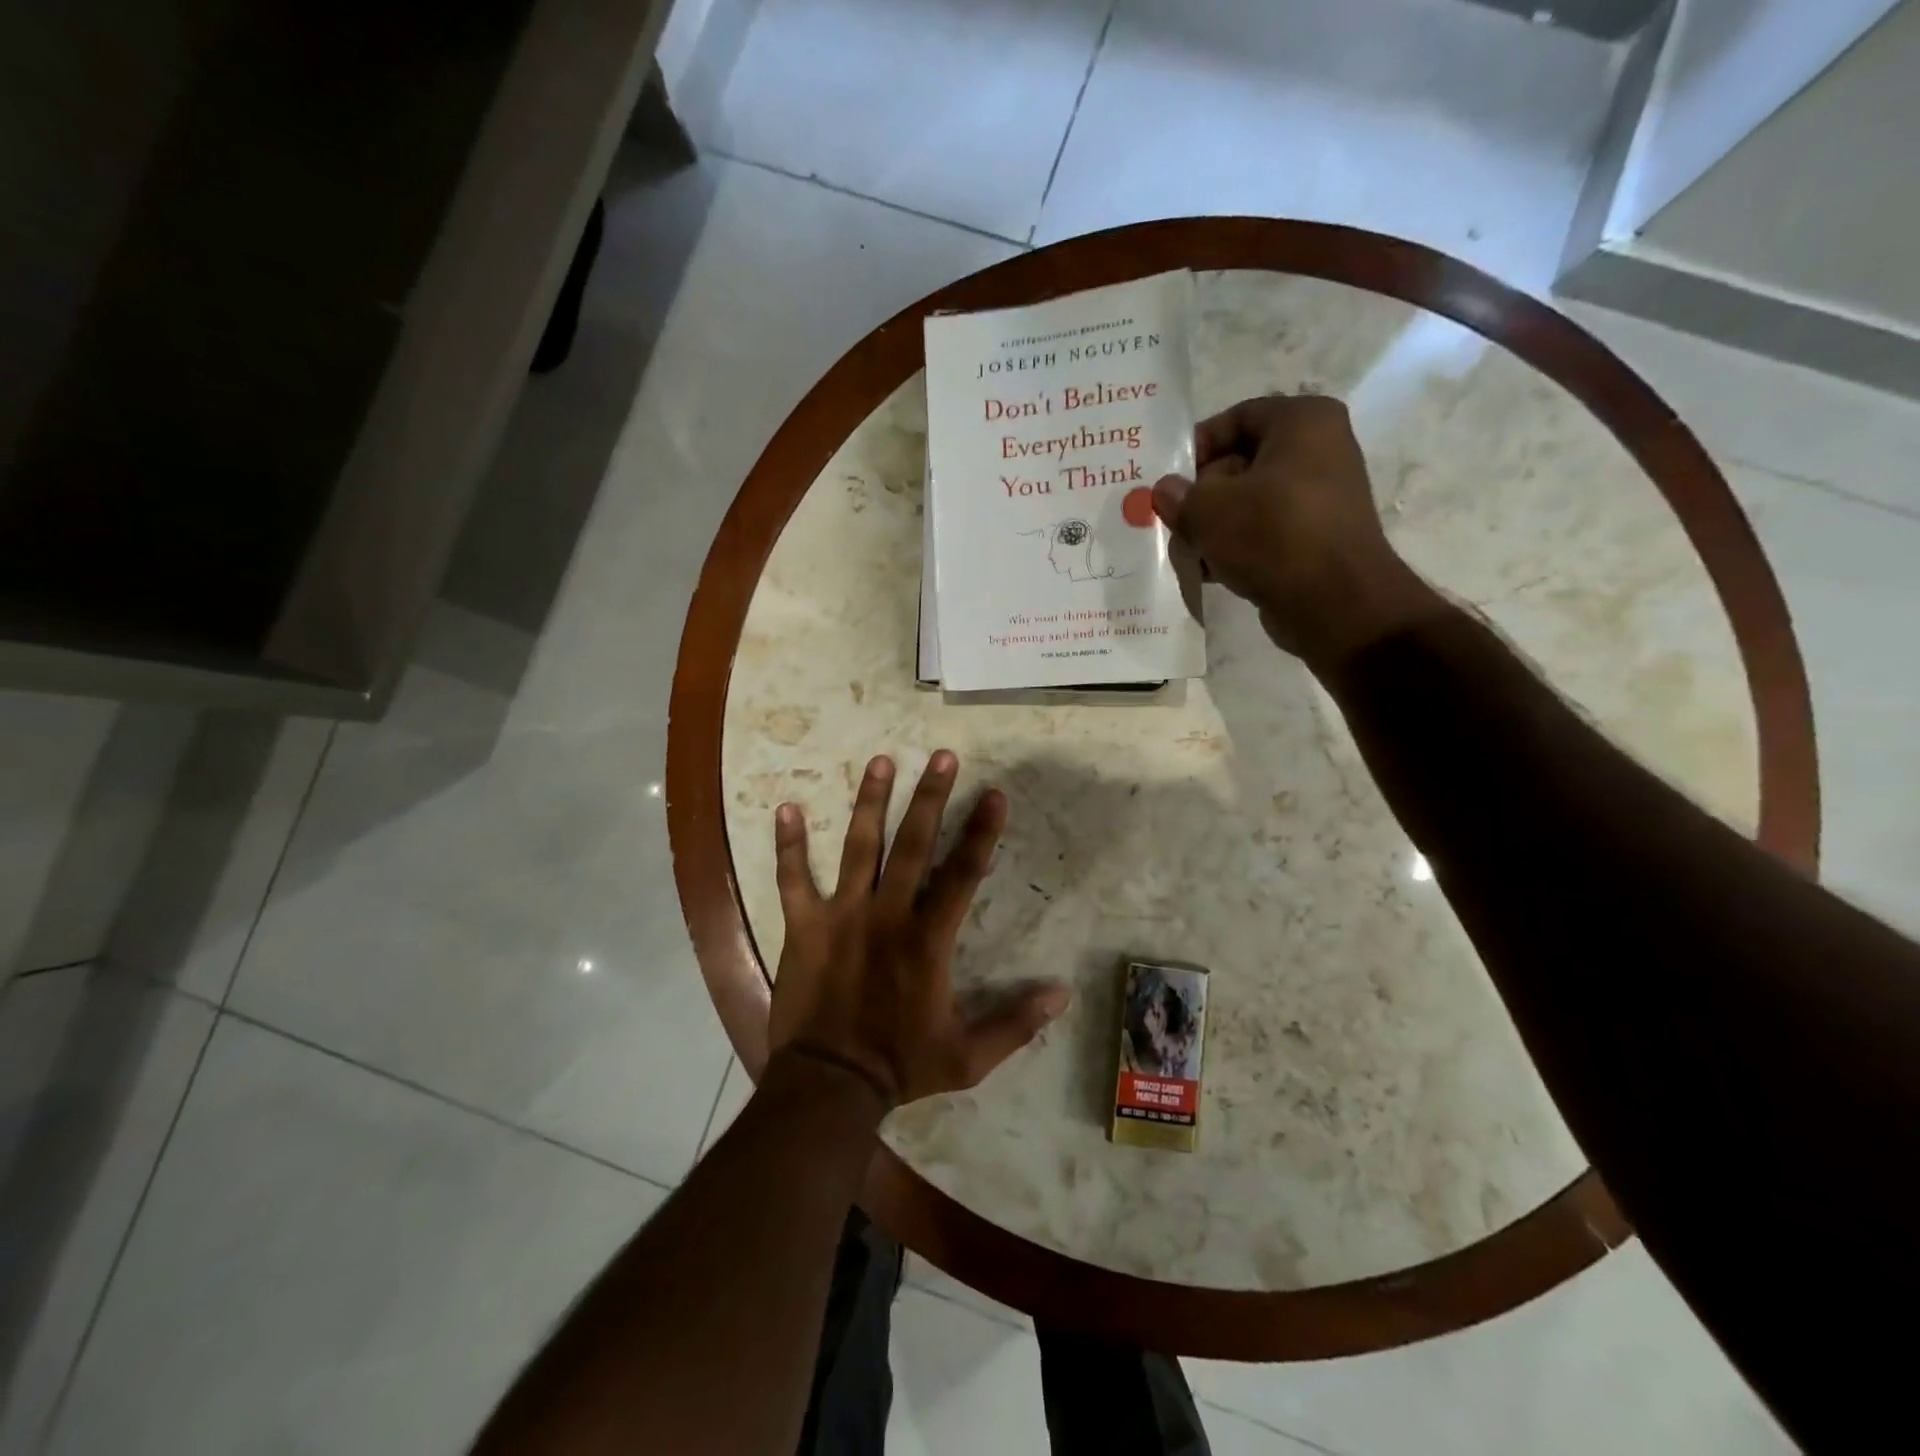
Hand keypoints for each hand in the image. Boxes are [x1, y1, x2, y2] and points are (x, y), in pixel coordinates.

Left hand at [766, 750, 1070, 1108]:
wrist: (828, 1085)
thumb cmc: (900, 1065)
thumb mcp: (968, 1057)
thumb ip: (1015, 1023)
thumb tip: (1063, 995)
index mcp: (927, 939)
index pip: (963, 874)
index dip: (981, 832)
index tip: (995, 795)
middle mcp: (886, 914)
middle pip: (912, 845)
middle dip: (930, 798)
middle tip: (942, 756)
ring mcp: (841, 916)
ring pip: (858, 847)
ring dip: (870, 802)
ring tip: (881, 761)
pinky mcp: (803, 926)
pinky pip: (793, 879)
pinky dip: (788, 845)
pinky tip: (785, 807)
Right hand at [1151, 394, 1445, 665]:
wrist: (1334, 603)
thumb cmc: (1271, 535)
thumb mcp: (1208, 510)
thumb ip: (1179, 496)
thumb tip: (1165, 491)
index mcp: (1303, 421)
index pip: (1237, 418)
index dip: (1196, 446)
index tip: (1169, 480)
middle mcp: (1320, 449)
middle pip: (1241, 463)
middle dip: (1201, 494)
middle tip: (1171, 520)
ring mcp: (1322, 496)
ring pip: (1250, 501)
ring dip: (1214, 525)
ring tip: (1186, 550)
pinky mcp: (1317, 537)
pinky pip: (1267, 531)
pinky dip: (1238, 546)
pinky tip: (1210, 570)